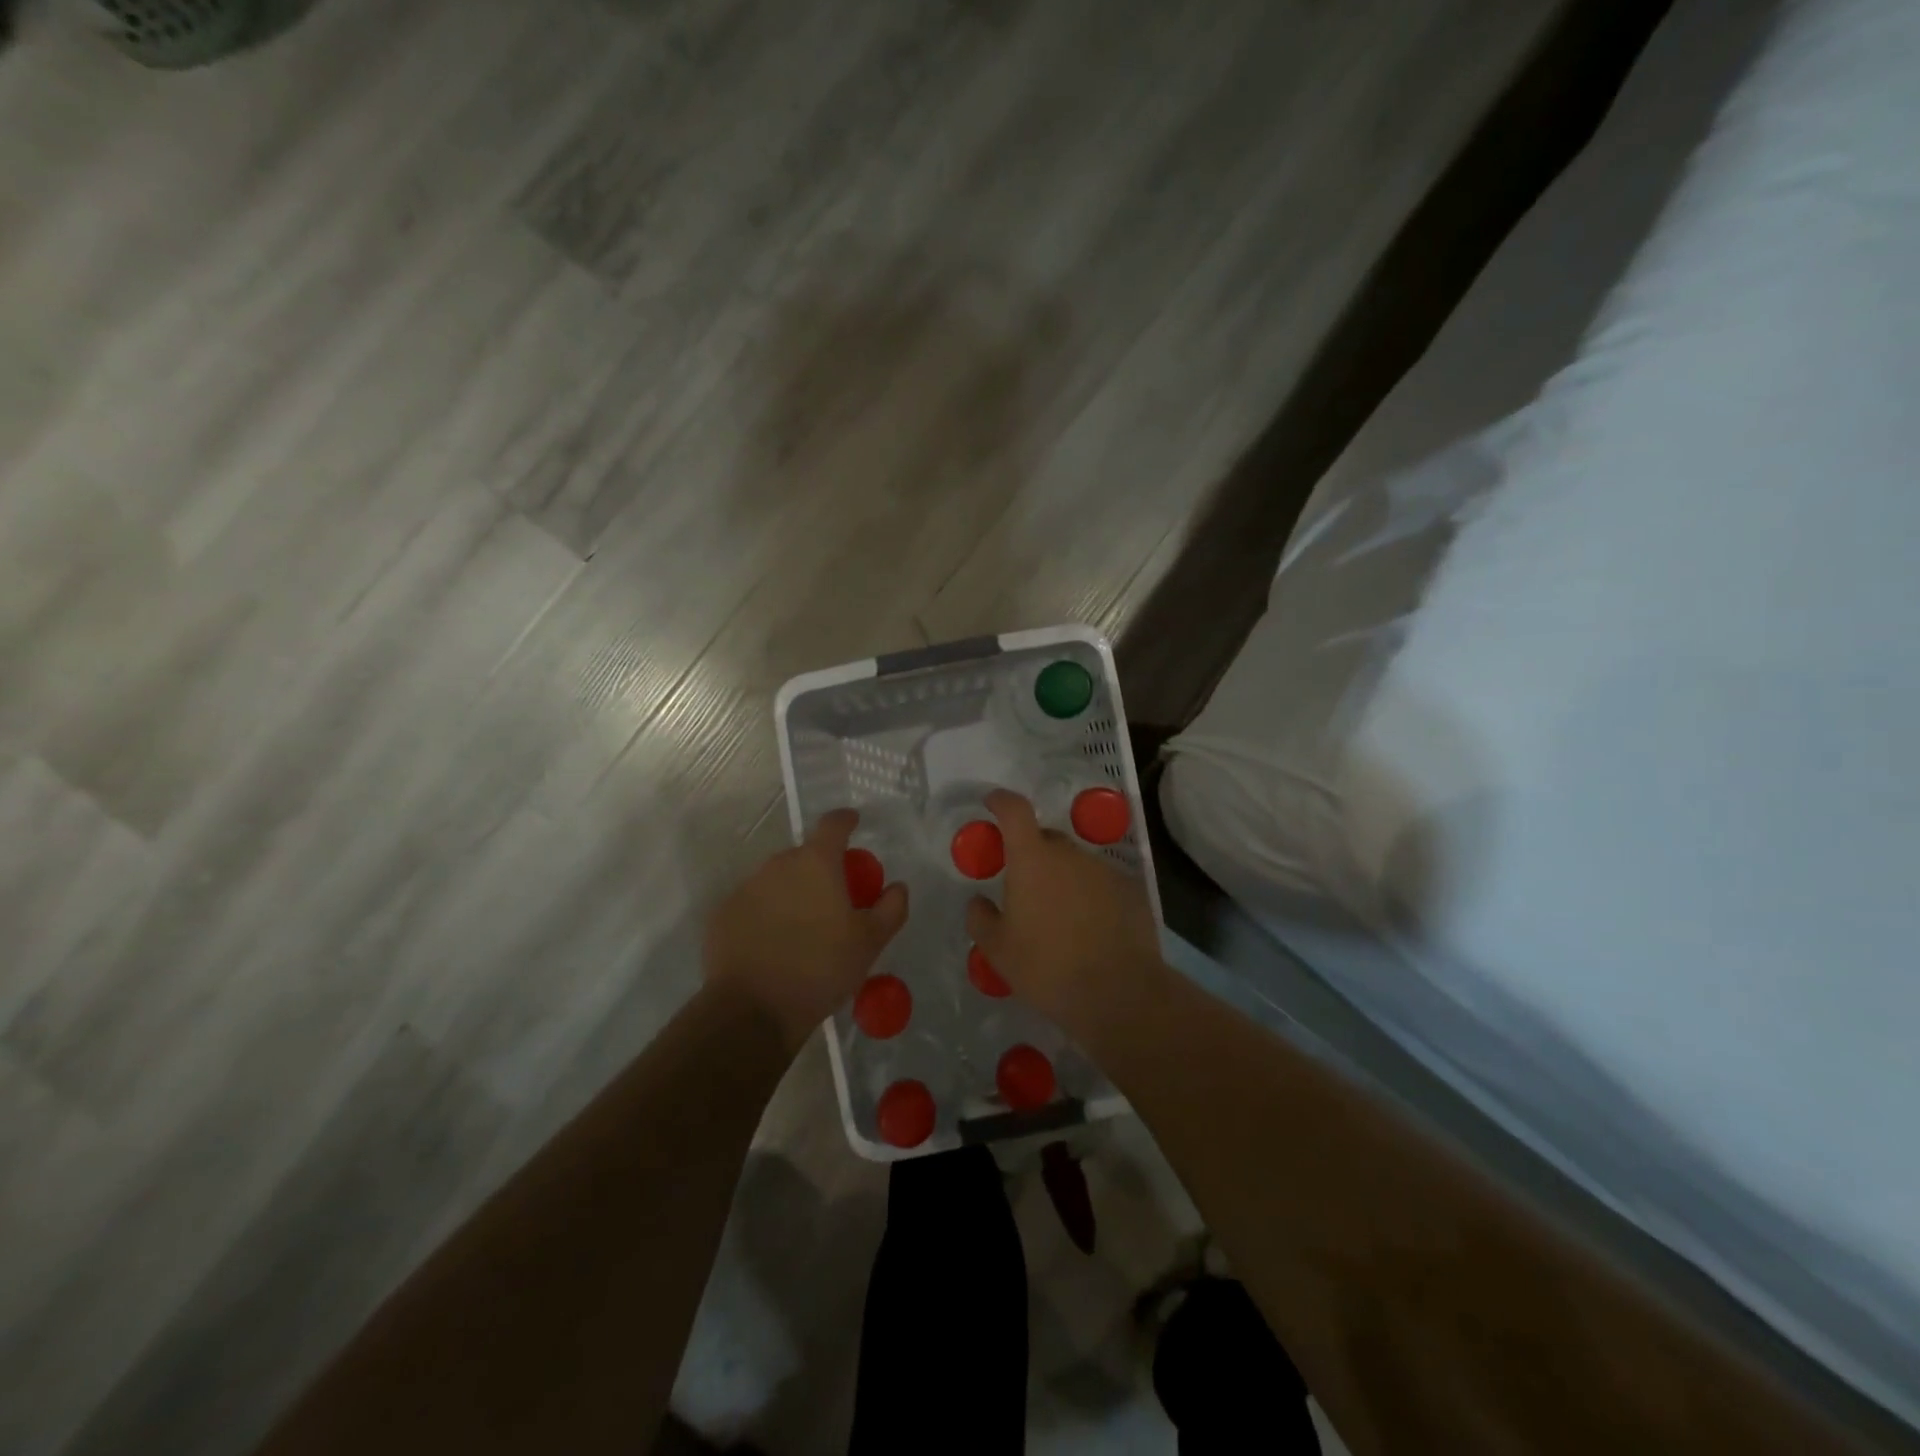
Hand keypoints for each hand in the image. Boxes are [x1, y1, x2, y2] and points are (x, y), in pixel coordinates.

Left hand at [705, 809, 909, 1052]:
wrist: (753, 1011)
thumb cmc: (820, 969)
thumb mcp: (870, 942)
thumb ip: (891, 908)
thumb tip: (897, 886)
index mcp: (815, 863)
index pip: (833, 824)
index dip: (846, 820)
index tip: (854, 823)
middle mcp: (777, 865)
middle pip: (804, 855)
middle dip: (821, 869)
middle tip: (835, 900)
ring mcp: (746, 888)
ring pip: (777, 880)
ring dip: (792, 893)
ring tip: (803, 929)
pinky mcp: (723, 915)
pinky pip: (753, 905)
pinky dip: (766, 915)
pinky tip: (774, 945)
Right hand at [965, 790, 1166, 1050]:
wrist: (1119, 994)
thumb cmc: (1047, 968)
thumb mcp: (998, 951)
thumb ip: (981, 919)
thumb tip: (978, 902)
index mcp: (1032, 859)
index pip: (1014, 810)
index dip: (1000, 801)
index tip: (991, 802)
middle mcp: (1070, 854)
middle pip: (1046, 839)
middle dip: (1032, 854)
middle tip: (1024, 888)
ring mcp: (1104, 869)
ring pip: (1075, 863)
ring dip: (1063, 878)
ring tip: (1060, 917)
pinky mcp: (1131, 890)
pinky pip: (1101, 883)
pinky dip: (1091, 896)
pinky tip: (1091, 928)